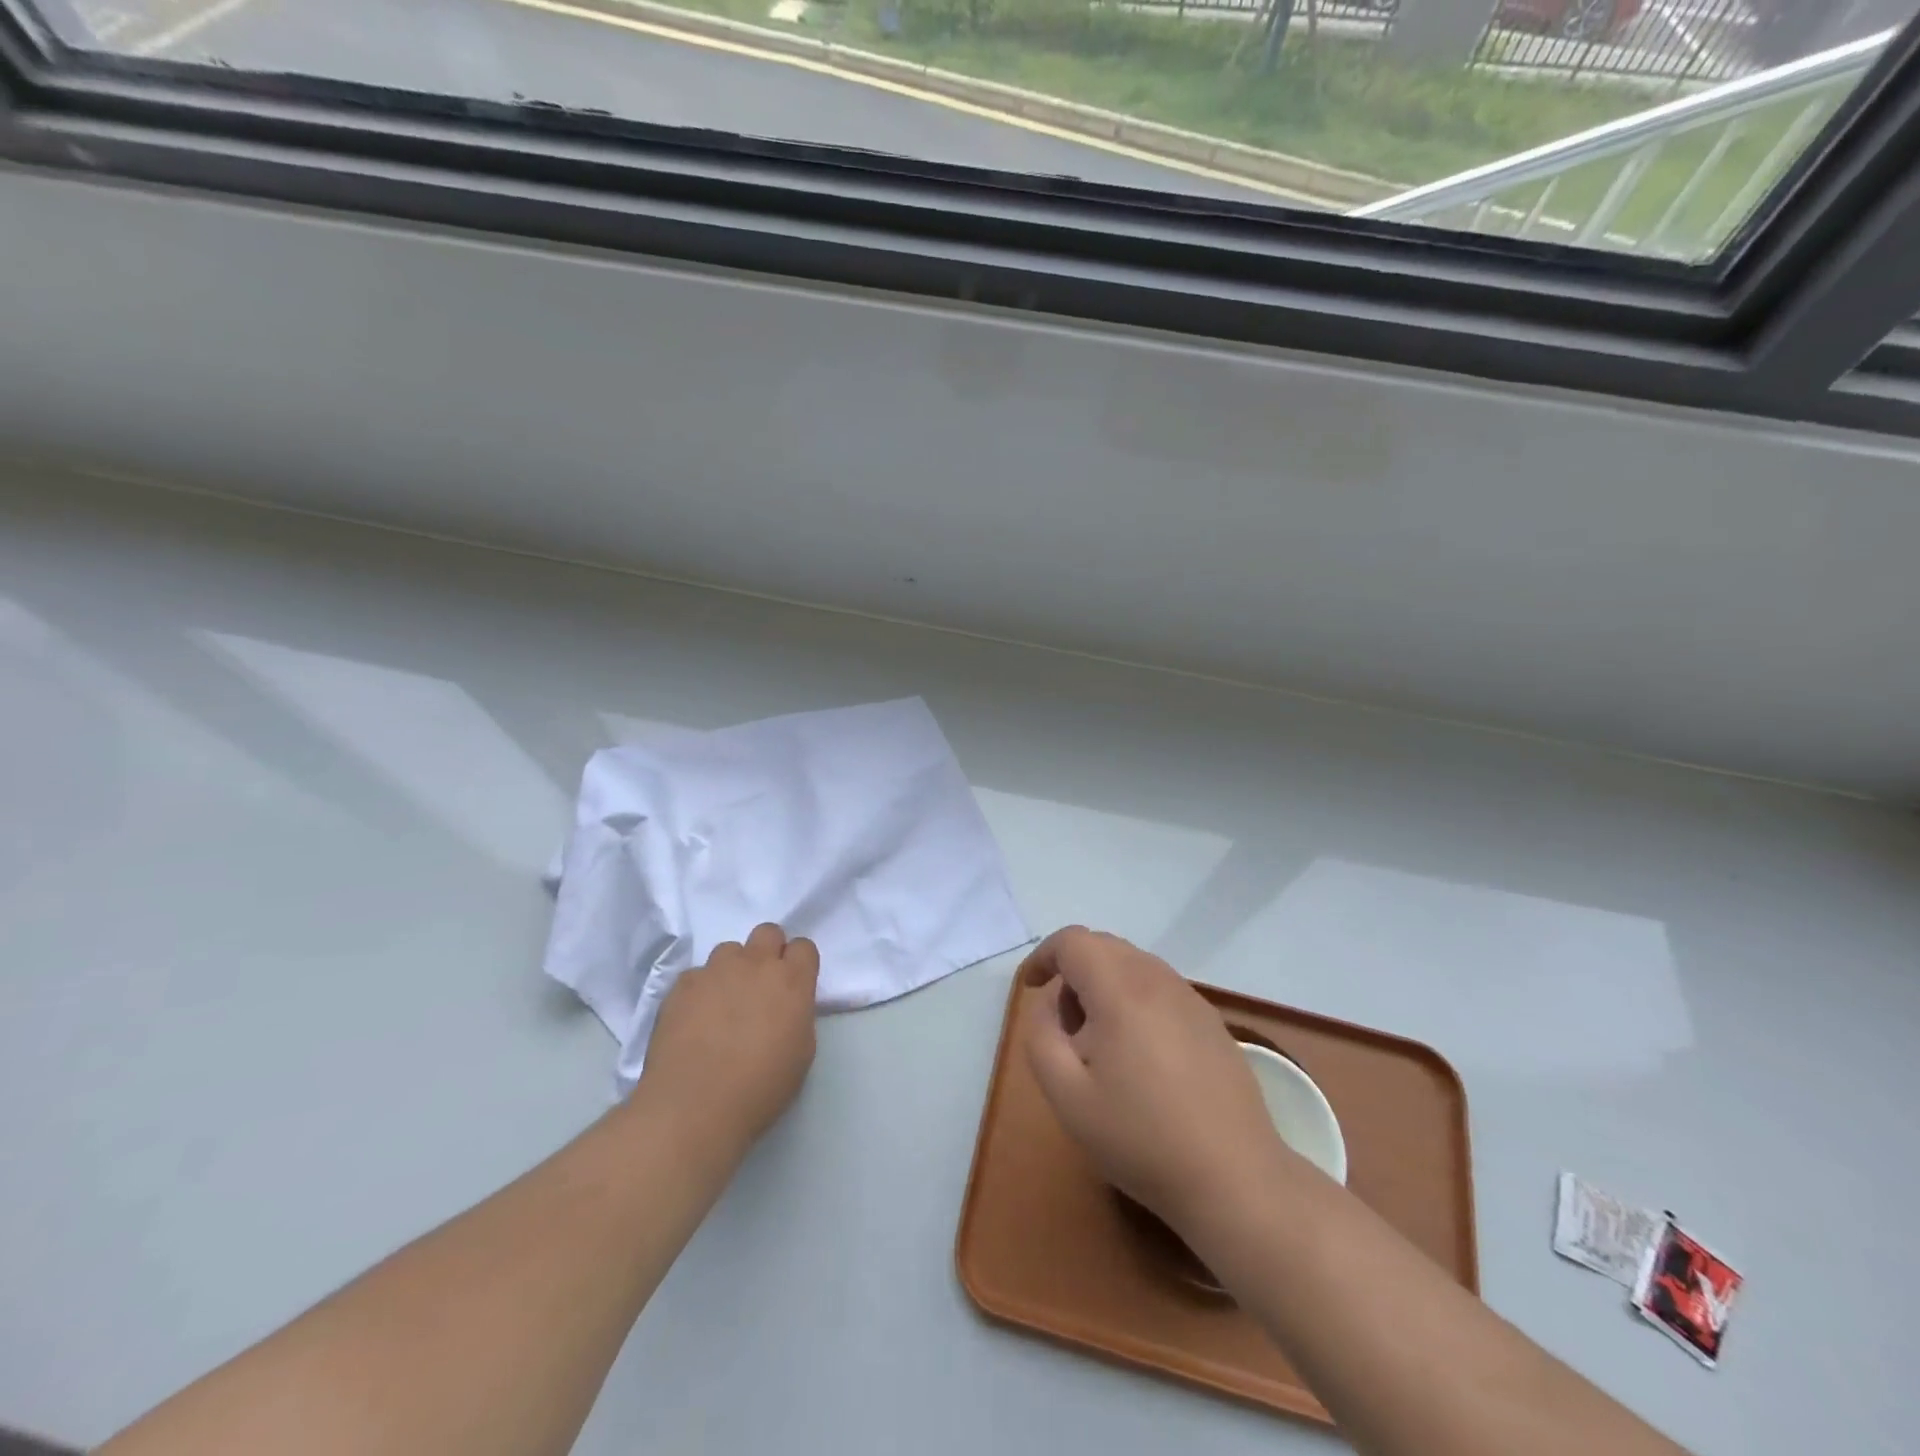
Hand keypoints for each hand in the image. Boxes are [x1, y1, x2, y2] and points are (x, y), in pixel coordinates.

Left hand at [639, 923, 820, 1153]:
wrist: (694, 1107)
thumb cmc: (760, 1088)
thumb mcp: (801, 1053)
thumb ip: (797, 1014)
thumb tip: (786, 1005)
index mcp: (792, 981)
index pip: (804, 947)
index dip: (799, 964)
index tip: (793, 986)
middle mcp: (755, 964)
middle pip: (768, 932)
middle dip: (768, 952)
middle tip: (761, 986)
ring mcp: (715, 971)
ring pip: (729, 950)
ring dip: (732, 969)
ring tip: (723, 1003)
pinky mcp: (681, 985)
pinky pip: (697, 975)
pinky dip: (700, 990)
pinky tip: (695, 1019)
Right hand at [1020, 926, 1298, 1238]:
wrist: (1234, 1179)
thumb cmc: (1140, 1137)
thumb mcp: (1066, 1094)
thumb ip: (1042, 1035)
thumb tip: (1051, 1002)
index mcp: (1120, 988)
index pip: (1073, 940)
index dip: (1044, 956)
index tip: (1032, 989)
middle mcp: (1158, 979)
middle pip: (1104, 946)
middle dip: (1073, 972)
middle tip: (1064, 1025)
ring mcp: (1191, 998)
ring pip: (1133, 965)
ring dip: (1104, 986)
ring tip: (1100, 1045)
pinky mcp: (1211, 1021)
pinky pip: (1160, 989)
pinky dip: (1135, 1000)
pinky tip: (1140, 1057)